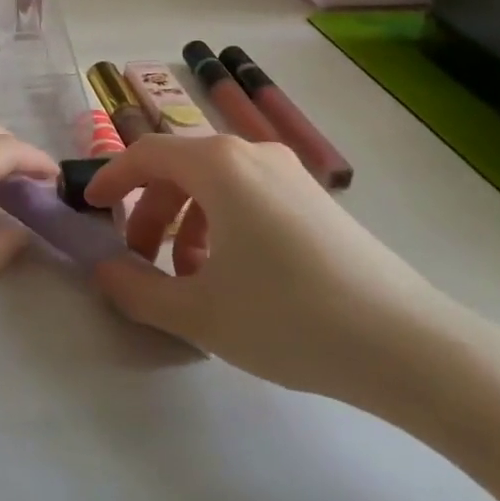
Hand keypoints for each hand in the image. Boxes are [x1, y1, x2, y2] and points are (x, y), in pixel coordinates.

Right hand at [85, 135, 461, 405]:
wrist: (409, 346)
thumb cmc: (289, 318)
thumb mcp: (199, 313)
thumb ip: (137, 290)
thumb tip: (105, 271)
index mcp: (218, 165)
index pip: (145, 154)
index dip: (110, 178)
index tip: (90, 209)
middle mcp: (252, 154)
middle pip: (179, 168)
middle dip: (149, 211)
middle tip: (140, 261)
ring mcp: (289, 174)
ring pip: (214, 184)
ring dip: (185, 222)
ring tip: (189, 278)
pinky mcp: (316, 200)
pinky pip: (248, 196)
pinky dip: (222, 224)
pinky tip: (234, 277)